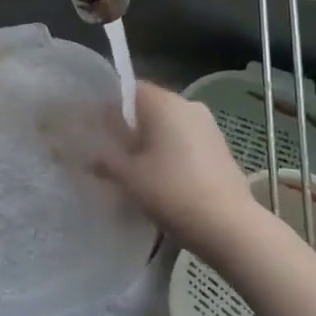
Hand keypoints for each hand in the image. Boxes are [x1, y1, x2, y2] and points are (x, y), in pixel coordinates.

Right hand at [94, 82, 259, 258]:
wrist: (229, 226)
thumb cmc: (172, 192)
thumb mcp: (128, 177)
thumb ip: (103, 159)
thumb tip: (87, 154)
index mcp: (164, 103)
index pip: (128, 89)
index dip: (107, 105)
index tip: (93, 127)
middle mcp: (188, 105)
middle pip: (148, 107)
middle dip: (127, 126)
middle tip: (108, 151)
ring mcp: (208, 126)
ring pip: (168, 125)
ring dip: (149, 140)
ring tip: (133, 168)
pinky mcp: (219, 147)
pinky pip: (185, 140)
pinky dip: (169, 151)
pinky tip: (160, 177)